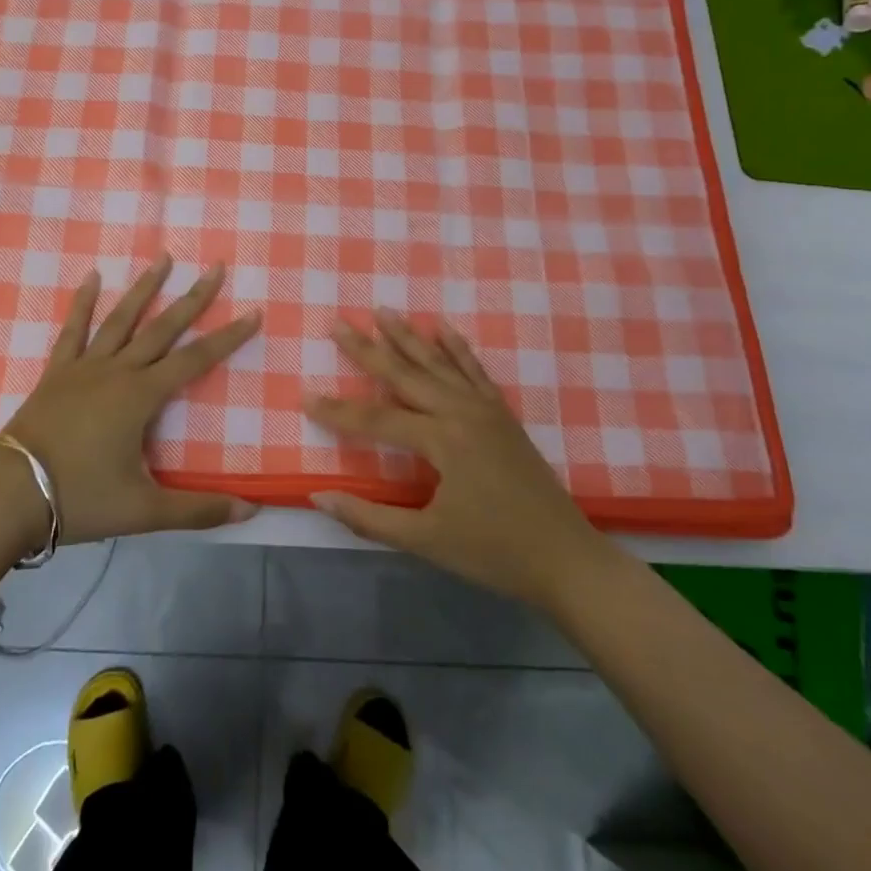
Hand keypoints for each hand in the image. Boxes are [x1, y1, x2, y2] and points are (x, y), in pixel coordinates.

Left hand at [0, 254, 262, 544]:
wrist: (9, 496)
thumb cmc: (80, 499)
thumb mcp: (144, 510)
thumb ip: (199, 510)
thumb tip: (252, 512)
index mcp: (141, 396)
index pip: (196, 360)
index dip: (228, 337)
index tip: (253, 312)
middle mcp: (117, 371)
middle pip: (163, 328)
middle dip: (193, 298)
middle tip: (215, 267)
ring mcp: (84, 367)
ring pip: (121, 319)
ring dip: (144, 288)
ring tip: (163, 258)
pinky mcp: (57, 373)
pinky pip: (73, 330)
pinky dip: (83, 302)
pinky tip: (92, 277)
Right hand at [305, 312, 601, 609]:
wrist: (566, 558)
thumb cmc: (494, 553)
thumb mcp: (427, 541)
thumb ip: (370, 518)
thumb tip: (318, 497)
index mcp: (441, 440)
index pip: (376, 419)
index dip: (338, 411)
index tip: (304, 397)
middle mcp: (461, 412)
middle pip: (404, 374)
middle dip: (368, 349)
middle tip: (337, 324)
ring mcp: (485, 409)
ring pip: (438, 363)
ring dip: (408, 336)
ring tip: (382, 311)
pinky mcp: (502, 414)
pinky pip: (474, 370)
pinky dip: (456, 347)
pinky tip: (442, 328)